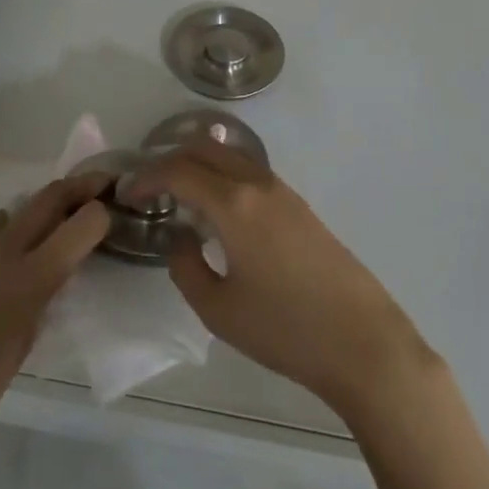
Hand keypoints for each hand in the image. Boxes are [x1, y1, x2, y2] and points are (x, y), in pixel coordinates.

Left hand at [0, 173, 110, 462]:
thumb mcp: (29, 339)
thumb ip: (48, 293)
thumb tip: (60, 268)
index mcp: (31, 277)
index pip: (82, 221)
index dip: (102, 211)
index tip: (113, 209)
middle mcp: (3, 249)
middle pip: (50, 196)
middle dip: (80, 186)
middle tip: (100, 188)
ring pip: (18, 209)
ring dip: (43, 208)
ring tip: (56, 224)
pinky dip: (10, 233)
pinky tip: (10, 258)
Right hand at [132, 142, 439, 424]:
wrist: (360, 340)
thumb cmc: (284, 328)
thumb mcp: (218, 309)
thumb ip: (187, 267)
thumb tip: (182, 238)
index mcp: (233, 203)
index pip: (179, 170)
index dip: (147, 177)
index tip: (128, 195)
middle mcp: (257, 184)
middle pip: (206, 148)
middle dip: (171, 159)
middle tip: (150, 188)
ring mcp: (283, 191)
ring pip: (231, 156)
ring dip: (200, 164)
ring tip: (180, 197)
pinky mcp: (299, 206)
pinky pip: (251, 173)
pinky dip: (224, 176)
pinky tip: (218, 211)